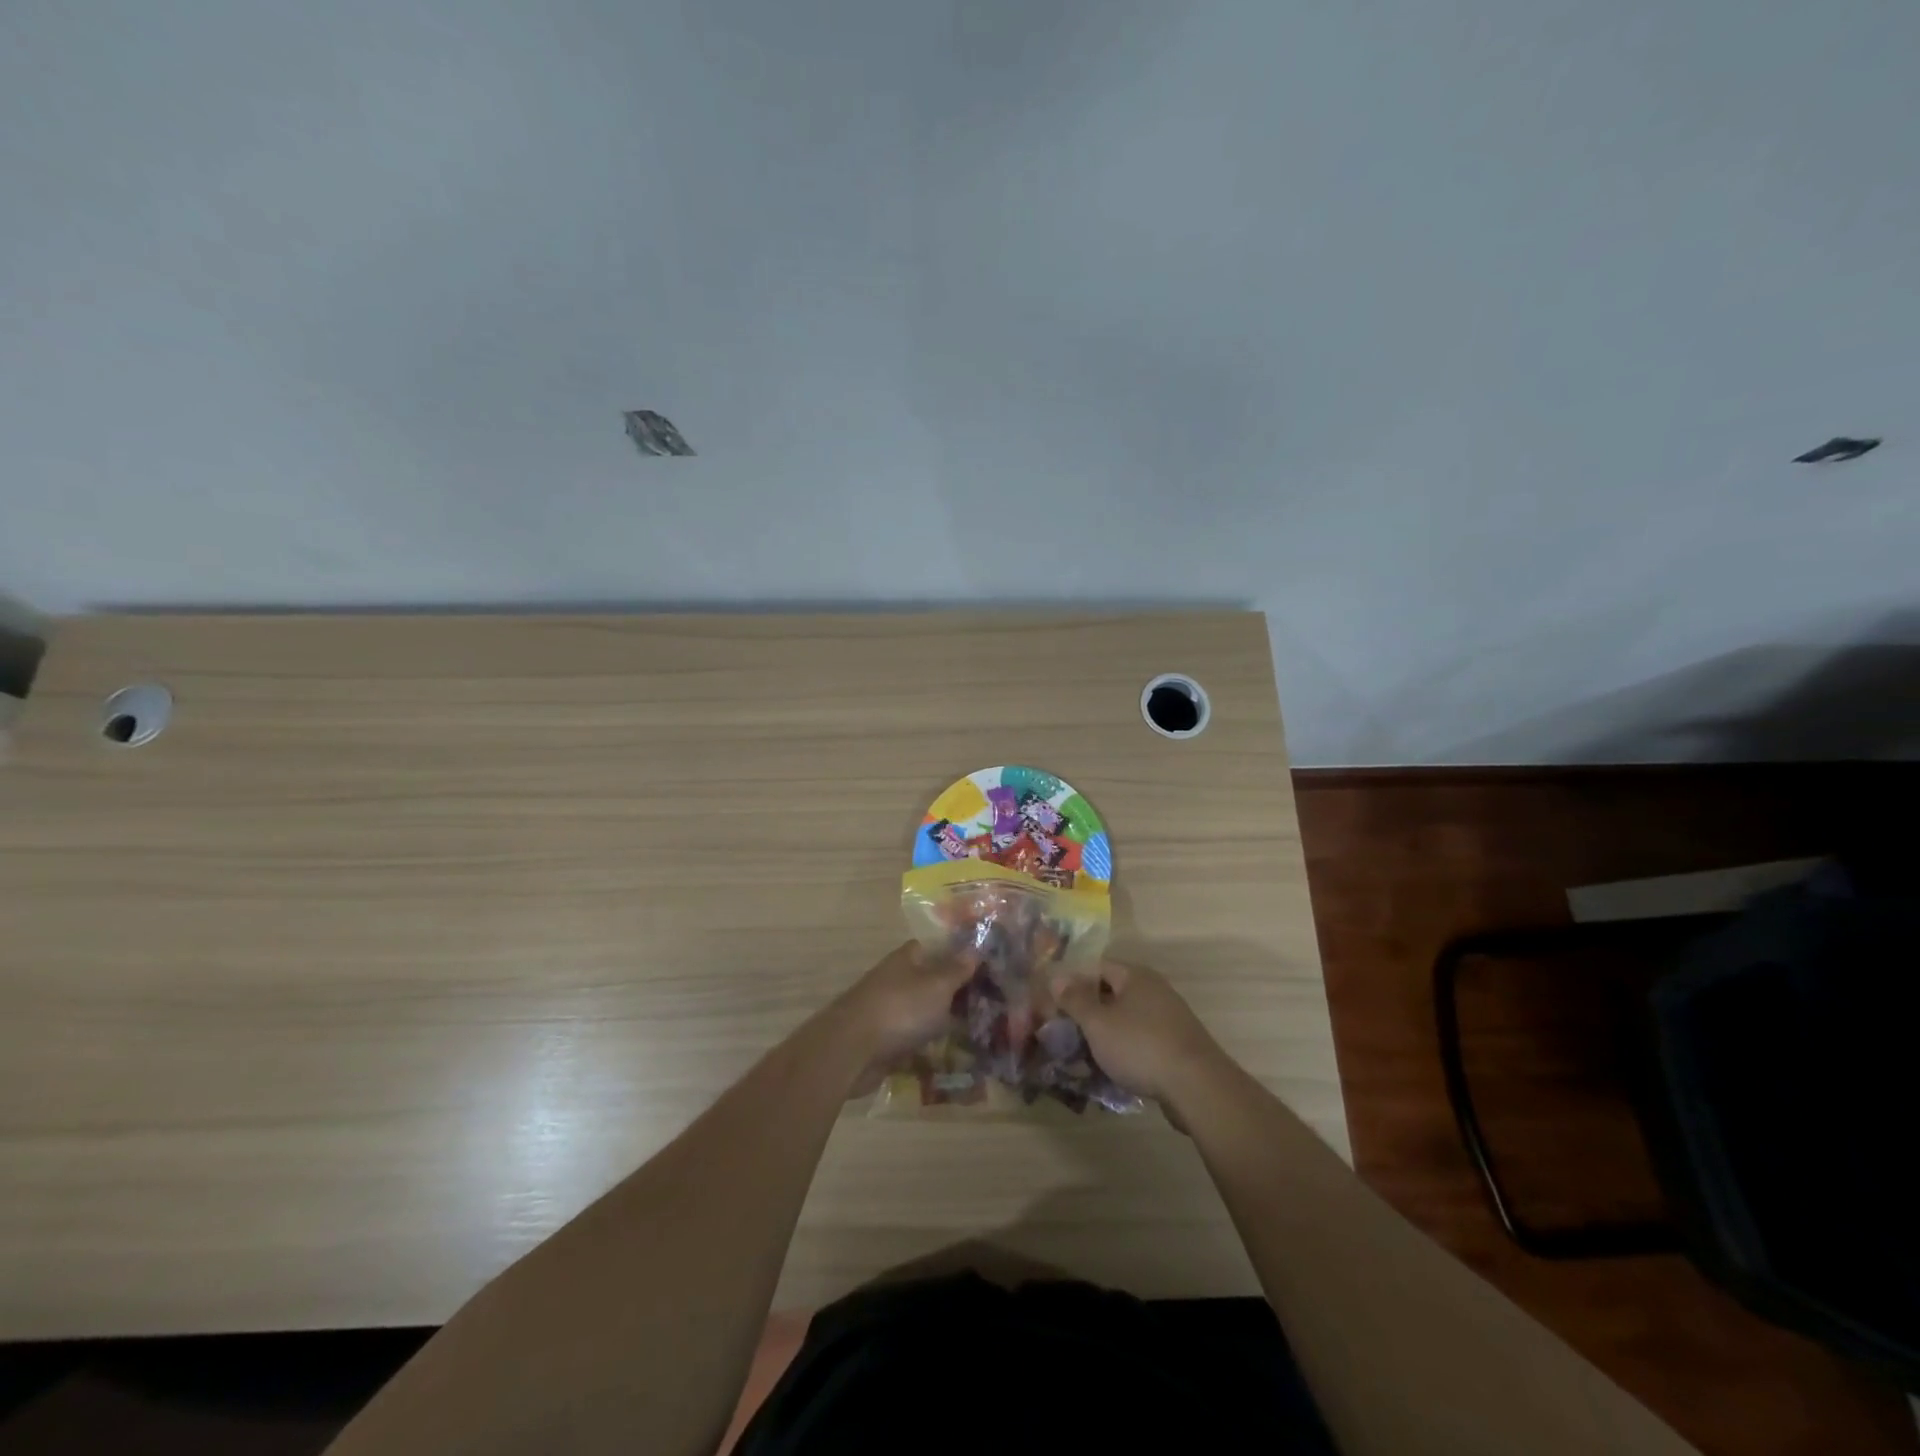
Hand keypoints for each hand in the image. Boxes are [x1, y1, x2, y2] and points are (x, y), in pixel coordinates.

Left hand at [832, 941, 972, 1093]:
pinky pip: (912, 1042)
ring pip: (921, 1014)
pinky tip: (952, 1060)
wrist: (852, 1051)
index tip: (981, 967)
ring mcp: (887, 1012)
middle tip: (987, 1006)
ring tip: (976, 1035)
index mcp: (906, 959)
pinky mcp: (883, 1042)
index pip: (932, 948)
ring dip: (942, 1024)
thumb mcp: (937, 985)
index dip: (955, 955)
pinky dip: (928, 1050)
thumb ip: (956, 969)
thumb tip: (973, 949)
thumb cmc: (900, 1009)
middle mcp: (895, 981)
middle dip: (953, 994)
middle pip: (928, 983)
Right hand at [1051, 961, 1224, 1105]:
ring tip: (1083, 1055)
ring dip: (1105, 1034)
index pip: (1096, 967)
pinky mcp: (1177, 1045)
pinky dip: (1124, 1050)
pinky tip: (1112, 1070)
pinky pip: (1141, 1040)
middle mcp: (1154, 990)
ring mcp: (1169, 1018)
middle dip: (1087, 1012)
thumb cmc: (1140, 1046)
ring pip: (1126, 1019)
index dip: (1073, 982)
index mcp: (1136, 976)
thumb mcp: (1098, 1023)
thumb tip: (1056, 978)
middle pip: (1112, 993)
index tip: (1054, 1004)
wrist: (1197, 1087)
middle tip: (1065, 1032)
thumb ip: (1075, 1000)